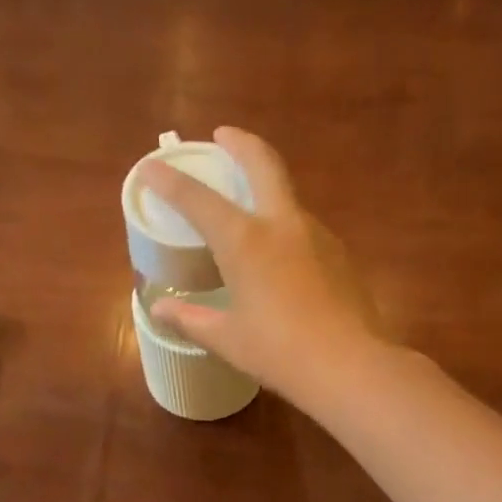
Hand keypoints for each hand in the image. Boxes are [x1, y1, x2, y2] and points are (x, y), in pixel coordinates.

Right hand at [138, 129, 389, 408]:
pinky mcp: (340, 255)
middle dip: (240, 143)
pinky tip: (281, 256)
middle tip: (224, 135)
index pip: (198, 199)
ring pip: (288, 197)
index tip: (151, 167)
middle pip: (263, 163)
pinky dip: (285, 227)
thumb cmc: (279, 352)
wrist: (350, 366)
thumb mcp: (228, 339)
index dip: (170, 181)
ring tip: (249, 206)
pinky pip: (305, 229)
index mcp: (245, 241)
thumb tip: (159, 310)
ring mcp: (317, 236)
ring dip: (267, 187)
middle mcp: (282, 225)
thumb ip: (191, 319)